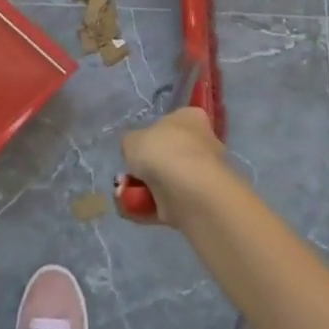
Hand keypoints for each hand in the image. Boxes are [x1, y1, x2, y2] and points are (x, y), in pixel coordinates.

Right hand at [119, 107, 230, 226]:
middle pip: (169, 155)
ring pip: (168, 181)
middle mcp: (202, 143)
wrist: (188, 191)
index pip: (172, 121)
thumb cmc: (162, 152)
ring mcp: (202, 174)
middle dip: (147, 168)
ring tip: (125, 195)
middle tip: (127, 176)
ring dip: (145, 190)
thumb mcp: (132, 139)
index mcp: (191, 118)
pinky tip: (133, 210)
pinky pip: (169, 204)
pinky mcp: (199, 202)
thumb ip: (131, 143)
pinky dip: (150, 208)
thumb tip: (135, 151)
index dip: (152, 135)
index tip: (138, 148)